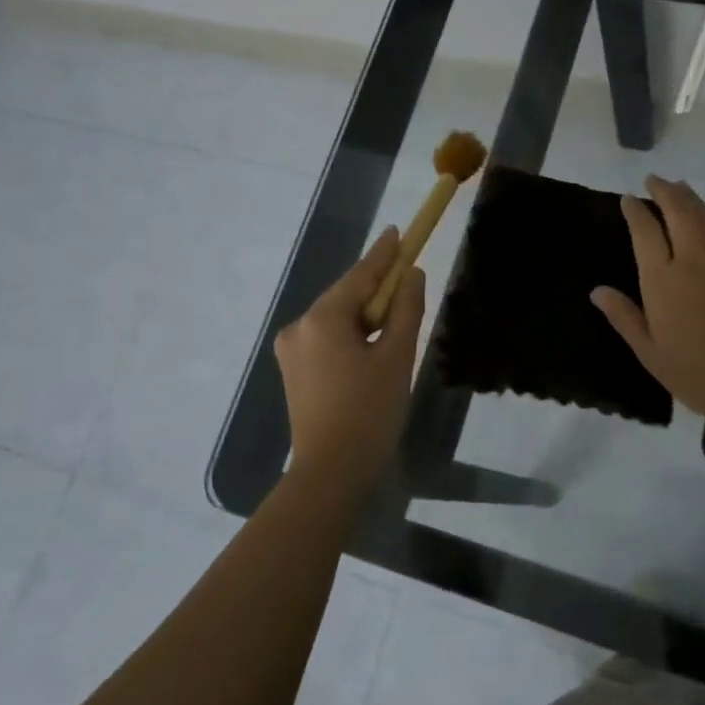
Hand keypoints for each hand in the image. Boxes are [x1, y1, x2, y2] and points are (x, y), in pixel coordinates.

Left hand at [275, 226, 425, 489]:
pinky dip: (351, 335)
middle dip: (377, 288)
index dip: (384, 253)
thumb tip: (412, 276)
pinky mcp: (294, 372)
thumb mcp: (396, 357)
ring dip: (365, 315)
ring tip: (395, 319)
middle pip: (346, 296)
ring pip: (337, 319)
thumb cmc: (369, 412)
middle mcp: (299, 327)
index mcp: (323, 318)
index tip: (398, 231)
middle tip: (407, 278)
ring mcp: (292, 351)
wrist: (331, 473)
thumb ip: (405, 310)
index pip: (360, 275)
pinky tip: (371, 345)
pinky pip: (327, 339)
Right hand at [591, 176, 704, 431]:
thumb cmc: (697, 373)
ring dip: (690, 197)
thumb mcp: (649, 352)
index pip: (645, 232)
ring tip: (679, 186)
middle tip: (654, 180)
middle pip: (678, 211)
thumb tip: (597, 291)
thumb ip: (624, 317)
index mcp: (662, 279)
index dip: (636, 212)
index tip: (628, 199)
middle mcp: (693, 259)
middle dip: (664, 191)